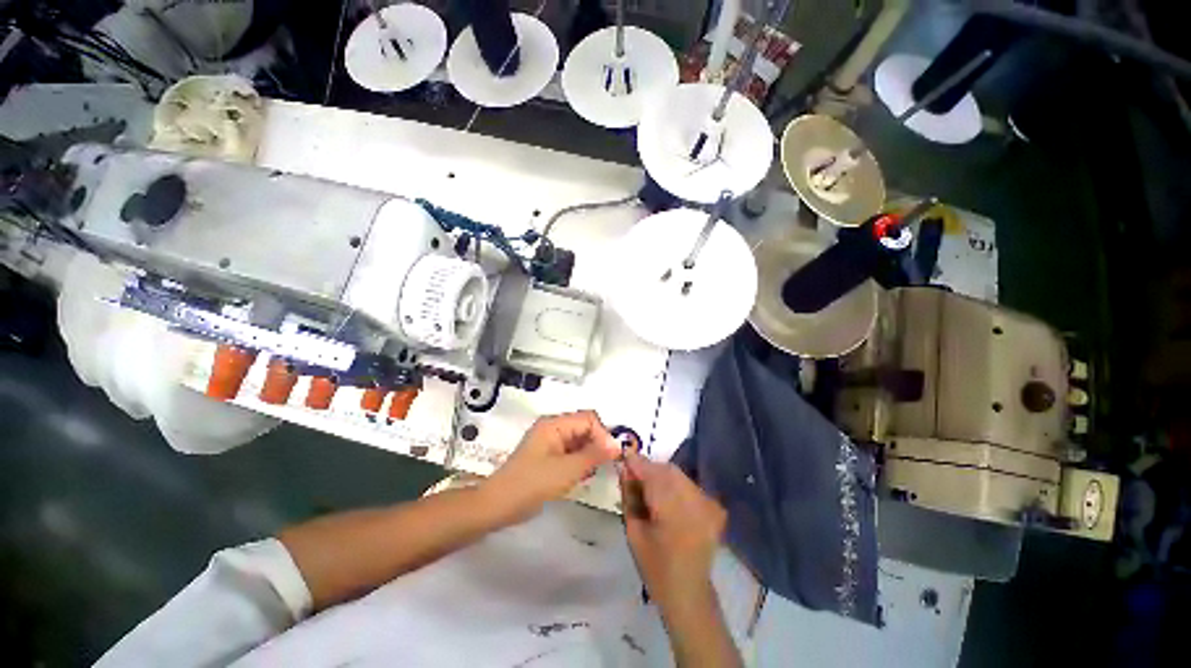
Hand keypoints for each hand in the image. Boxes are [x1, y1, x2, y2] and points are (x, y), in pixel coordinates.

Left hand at [481, 411, 620, 522]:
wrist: (498, 506)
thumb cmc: (532, 484)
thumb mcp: (567, 470)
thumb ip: (594, 455)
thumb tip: (618, 444)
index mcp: (555, 424)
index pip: (588, 419)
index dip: (603, 434)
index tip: (612, 456)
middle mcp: (553, 428)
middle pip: (584, 427)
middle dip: (598, 443)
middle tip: (608, 465)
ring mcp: (550, 442)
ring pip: (579, 440)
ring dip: (590, 453)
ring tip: (595, 472)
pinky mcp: (548, 456)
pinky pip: (571, 452)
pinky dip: (581, 461)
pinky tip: (584, 475)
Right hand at [620, 450, 726, 608]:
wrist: (689, 592)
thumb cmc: (654, 566)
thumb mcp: (633, 531)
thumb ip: (629, 496)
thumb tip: (625, 470)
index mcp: (671, 511)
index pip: (651, 474)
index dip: (637, 462)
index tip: (624, 456)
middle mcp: (694, 501)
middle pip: (667, 470)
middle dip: (649, 468)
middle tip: (634, 475)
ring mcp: (707, 503)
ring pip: (678, 474)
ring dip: (661, 475)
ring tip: (649, 487)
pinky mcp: (713, 506)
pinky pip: (688, 484)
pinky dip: (674, 484)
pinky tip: (666, 496)